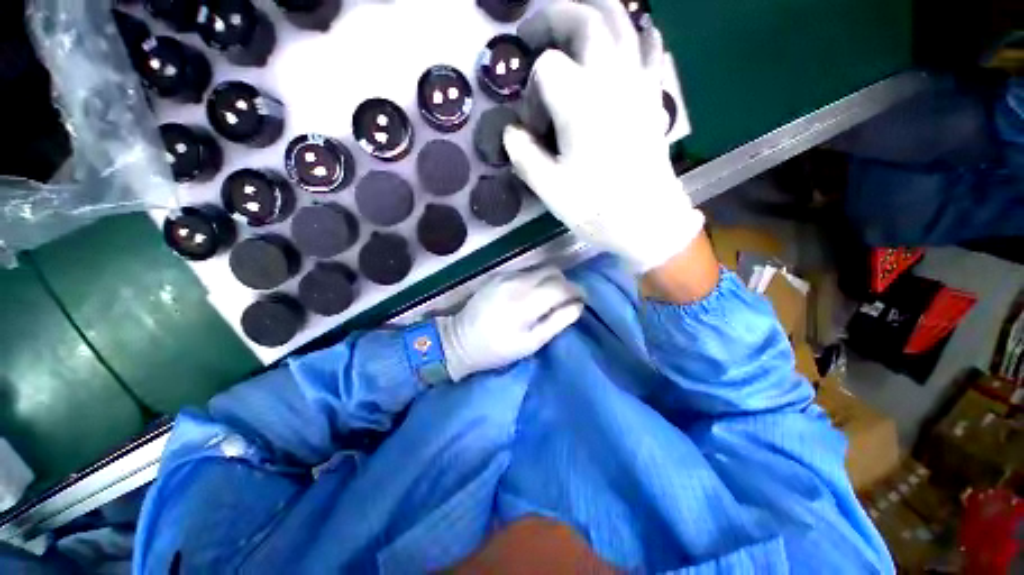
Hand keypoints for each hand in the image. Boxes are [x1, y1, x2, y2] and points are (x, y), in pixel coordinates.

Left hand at [437, 267, 583, 381]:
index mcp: (526, 302)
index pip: (562, 286)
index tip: (582, 300)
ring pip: (540, 269)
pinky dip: (536, 279)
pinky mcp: (498, 275)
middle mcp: (517, 282)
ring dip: (550, 280)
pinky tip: (531, 294)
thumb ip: (557, 322)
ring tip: (549, 298)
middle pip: (553, 271)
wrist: (459, 340)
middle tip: (565, 300)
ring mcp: (506, 276)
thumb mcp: (531, 343)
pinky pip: (526, 271)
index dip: (577, 291)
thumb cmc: (497, 348)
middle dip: (565, 283)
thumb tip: (578, 306)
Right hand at [503, 0, 704, 272]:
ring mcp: (638, 84)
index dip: (532, 92)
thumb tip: (511, 134)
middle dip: (554, 17)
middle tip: (534, 33)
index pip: (547, 68)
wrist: (647, 221)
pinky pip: (649, 49)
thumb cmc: (597, 208)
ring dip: (594, 11)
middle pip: (586, 20)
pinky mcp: (652, 98)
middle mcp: (612, 79)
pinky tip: (630, 36)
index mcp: (581, 101)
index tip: (531, 126)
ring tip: (573, 20)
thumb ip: (524, 155)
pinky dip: (637, 34)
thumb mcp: (550, 189)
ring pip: (621, 22)